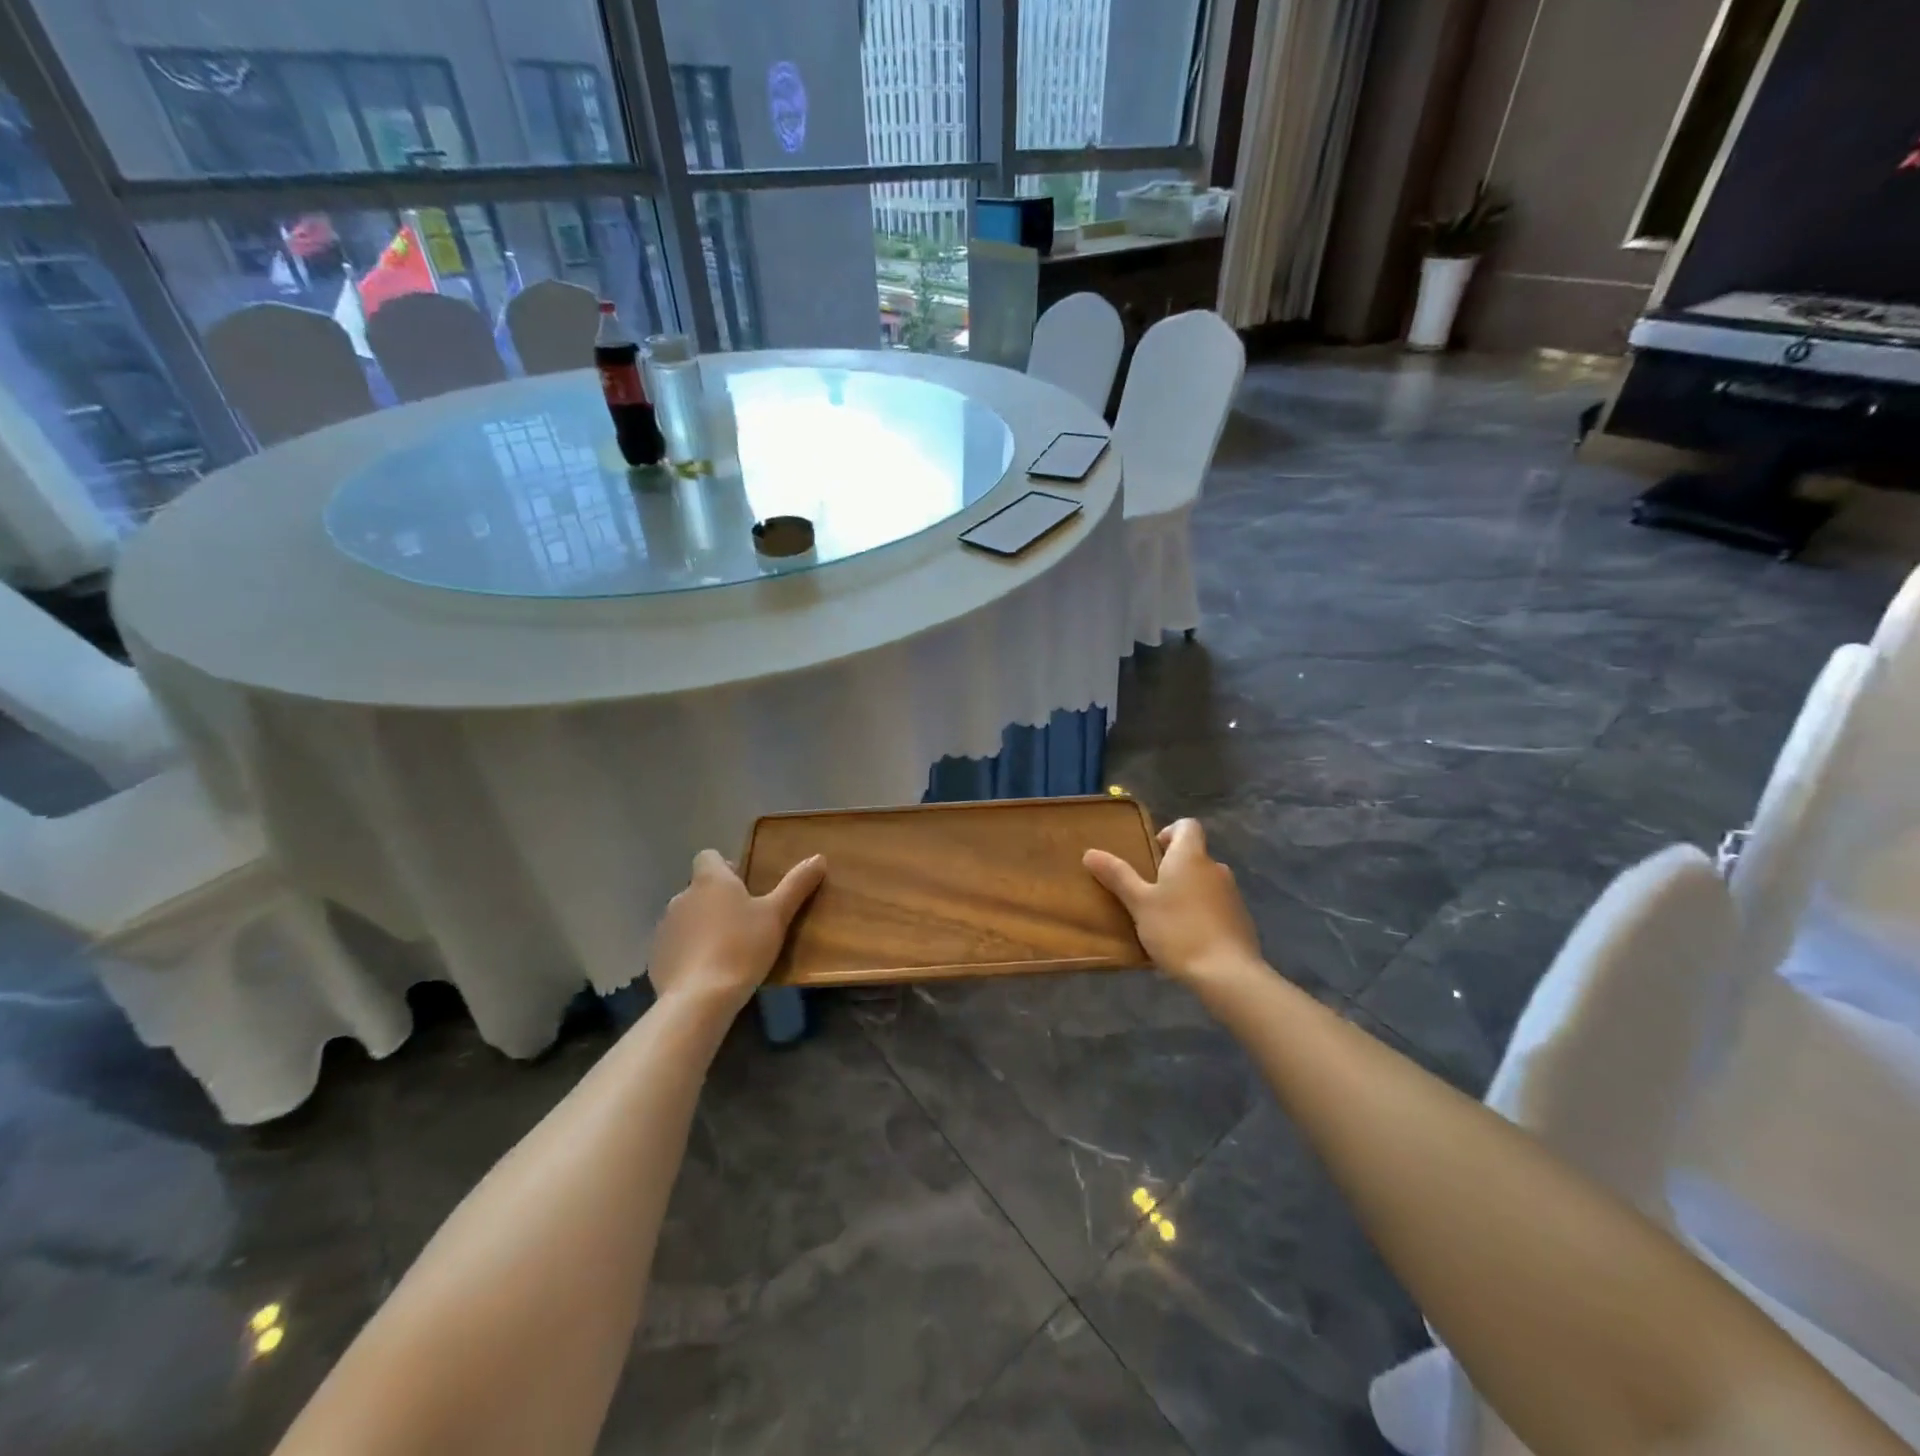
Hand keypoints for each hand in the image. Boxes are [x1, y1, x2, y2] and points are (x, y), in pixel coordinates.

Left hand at [649, 850, 825, 1016]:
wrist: (700, 998)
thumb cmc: (743, 947)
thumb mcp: (778, 915)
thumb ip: (796, 884)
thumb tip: (818, 858)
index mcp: (710, 880)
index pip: (709, 856)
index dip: (725, 867)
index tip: (744, 886)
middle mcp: (682, 896)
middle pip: (699, 888)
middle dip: (717, 900)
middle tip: (744, 922)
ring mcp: (665, 927)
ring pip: (687, 917)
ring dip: (702, 926)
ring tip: (726, 950)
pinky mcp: (656, 957)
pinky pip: (676, 945)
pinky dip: (689, 952)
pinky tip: (707, 971)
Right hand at [1085, 819, 1262, 993]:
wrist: (1228, 974)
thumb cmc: (1178, 930)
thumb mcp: (1140, 904)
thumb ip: (1118, 876)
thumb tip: (1090, 852)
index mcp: (1191, 856)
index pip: (1187, 825)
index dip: (1169, 833)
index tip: (1152, 854)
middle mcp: (1215, 868)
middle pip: (1193, 856)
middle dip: (1172, 869)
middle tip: (1148, 892)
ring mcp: (1232, 894)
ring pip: (1204, 882)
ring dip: (1187, 892)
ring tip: (1165, 919)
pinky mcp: (1241, 920)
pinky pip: (1216, 906)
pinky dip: (1202, 913)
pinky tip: (1187, 939)